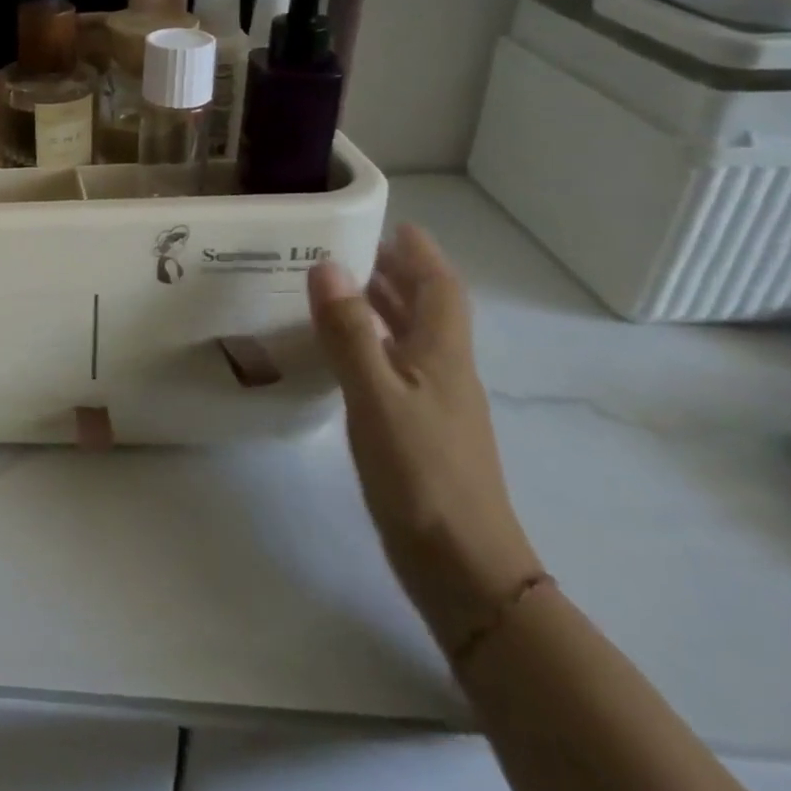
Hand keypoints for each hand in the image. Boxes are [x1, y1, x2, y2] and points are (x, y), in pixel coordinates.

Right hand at [307, 224, 542, 653]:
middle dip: (398, 275)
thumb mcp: (376, 395)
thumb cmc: (420, 472)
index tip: (395, 225)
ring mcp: (433, 405)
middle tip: (354, 248)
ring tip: (341, 288)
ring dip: (384, 308)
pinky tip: (342, 354)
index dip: (422, 256)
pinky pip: (394, 368)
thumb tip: (329, 265)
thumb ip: (350, 332)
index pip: (440, 290)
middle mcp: (444, 373)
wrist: (461, 565)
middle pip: (427, 311)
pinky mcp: (417, 432)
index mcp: (442, 357)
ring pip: (410, 340)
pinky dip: (371, 344)